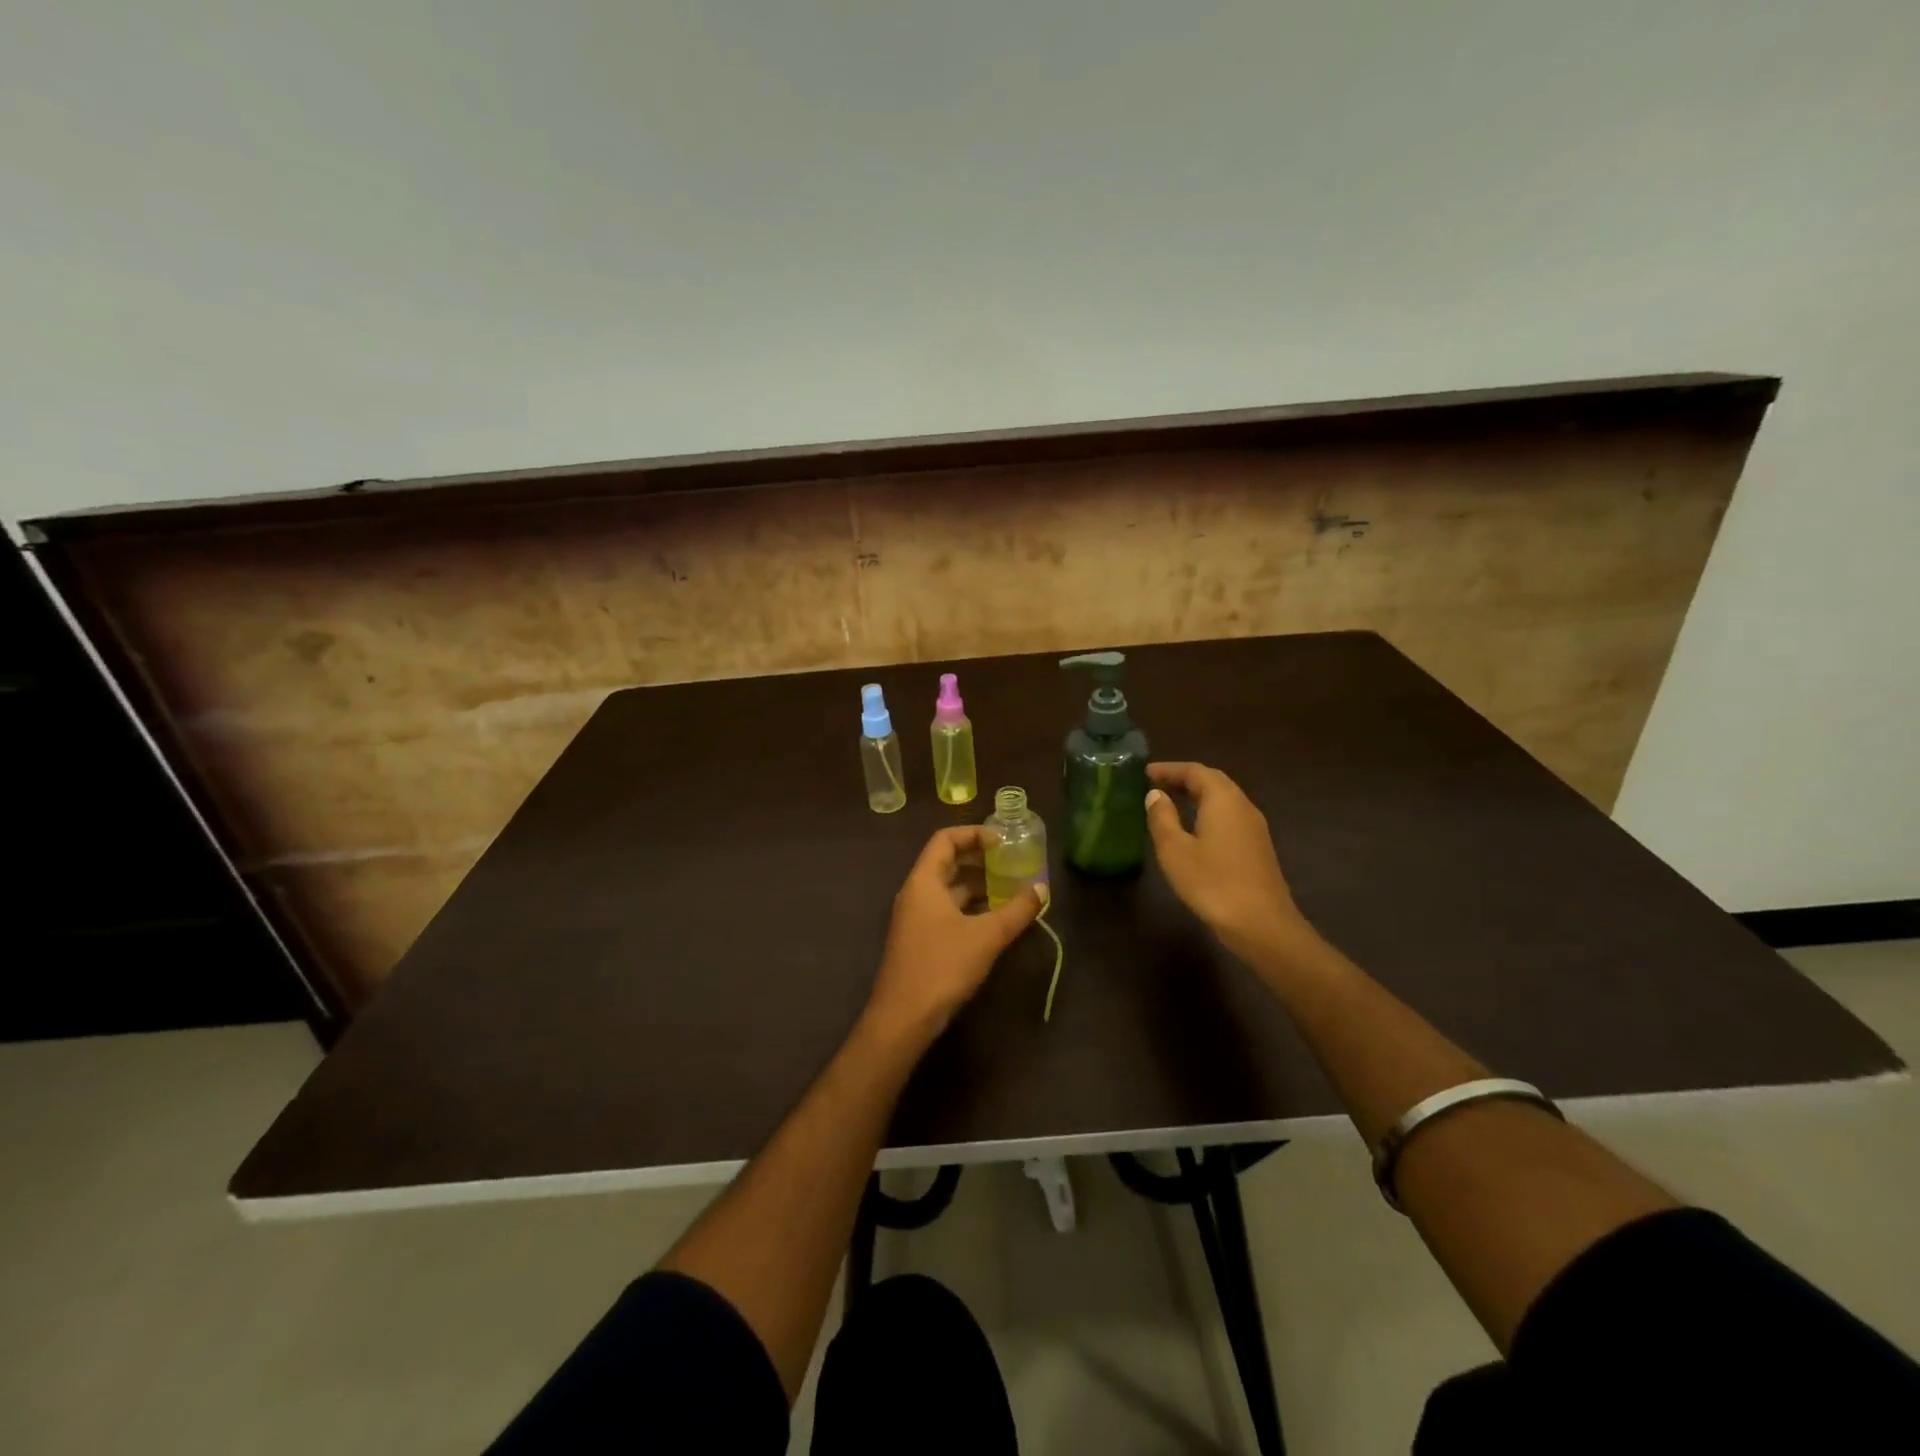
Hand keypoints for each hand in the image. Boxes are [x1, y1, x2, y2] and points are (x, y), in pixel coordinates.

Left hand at [866, 826, 1046, 1043]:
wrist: (903, 1018)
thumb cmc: (942, 966)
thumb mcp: (986, 936)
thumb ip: (1016, 911)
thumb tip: (1042, 888)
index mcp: (924, 881)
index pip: (945, 840)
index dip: (974, 834)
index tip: (1003, 841)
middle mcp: (916, 893)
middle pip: (947, 862)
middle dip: (980, 860)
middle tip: (1012, 862)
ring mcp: (915, 918)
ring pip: (948, 890)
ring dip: (977, 886)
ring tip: (1010, 889)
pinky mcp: (920, 940)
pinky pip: (946, 911)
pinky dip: (969, 907)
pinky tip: (994, 919)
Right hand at [1145, 761, 1316, 961]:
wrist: (1261, 924)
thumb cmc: (1212, 883)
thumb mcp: (1175, 850)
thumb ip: (1162, 818)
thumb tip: (1155, 795)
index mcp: (1223, 800)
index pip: (1195, 771)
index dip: (1169, 769)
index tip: (1144, 772)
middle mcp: (1242, 806)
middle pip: (1213, 781)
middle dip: (1184, 779)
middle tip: (1155, 784)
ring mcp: (1254, 827)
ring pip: (1223, 799)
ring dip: (1197, 795)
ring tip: (1170, 802)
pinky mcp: (1257, 846)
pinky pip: (1229, 816)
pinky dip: (1208, 811)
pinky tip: (1193, 829)